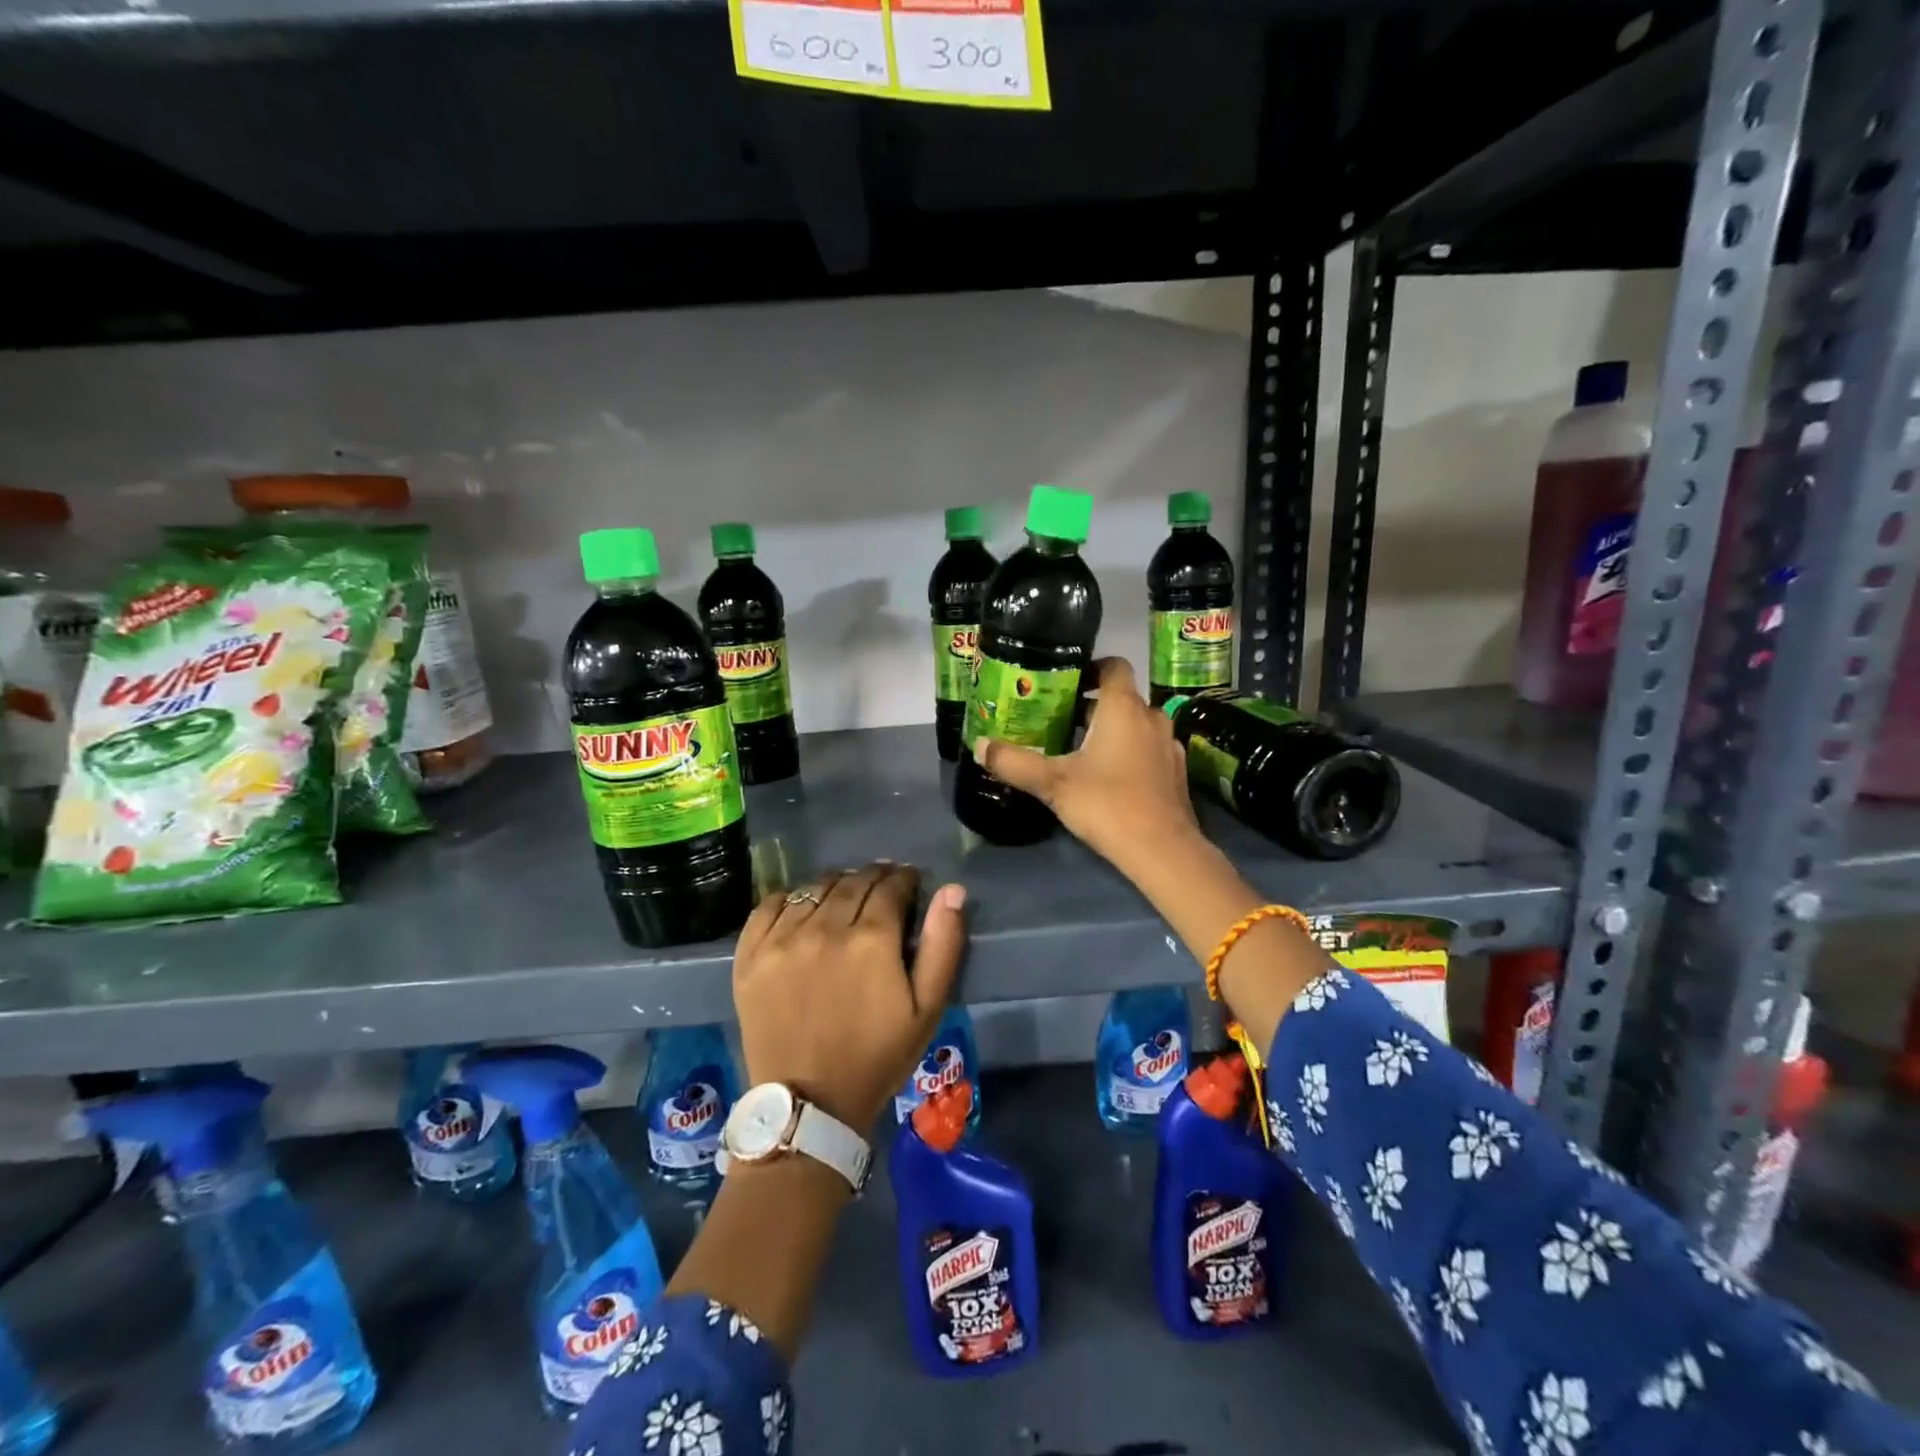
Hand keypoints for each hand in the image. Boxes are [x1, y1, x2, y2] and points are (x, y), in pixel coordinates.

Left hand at [733, 864, 966, 1132]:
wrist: (809, 1105)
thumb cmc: (877, 1057)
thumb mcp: (928, 1009)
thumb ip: (943, 944)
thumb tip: (952, 890)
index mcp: (872, 939)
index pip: (891, 886)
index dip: (904, 879)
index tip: (910, 882)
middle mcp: (824, 928)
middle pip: (853, 882)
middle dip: (874, 877)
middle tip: (882, 887)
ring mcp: (782, 939)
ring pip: (815, 888)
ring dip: (836, 885)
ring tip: (845, 896)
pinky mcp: (750, 955)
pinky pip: (770, 905)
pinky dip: (791, 897)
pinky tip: (803, 908)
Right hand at [972, 657, 1201, 877]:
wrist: (1162, 850)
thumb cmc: (1107, 804)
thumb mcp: (1052, 783)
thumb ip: (1014, 763)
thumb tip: (979, 745)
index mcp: (1124, 707)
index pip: (1114, 665)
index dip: (1091, 667)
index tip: (1065, 682)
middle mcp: (1152, 717)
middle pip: (1121, 698)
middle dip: (1091, 707)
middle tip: (1057, 721)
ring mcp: (1168, 745)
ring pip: (1136, 725)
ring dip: (1111, 731)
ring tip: (1079, 750)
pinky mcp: (1176, 772)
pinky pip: (1148, 749)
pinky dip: (1129, 753)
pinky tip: (1109, 777)